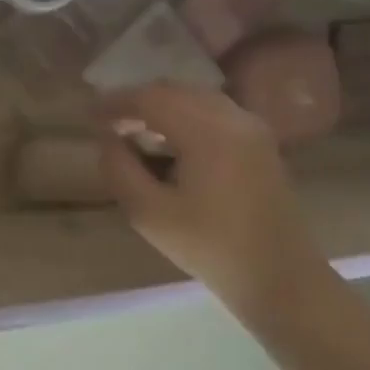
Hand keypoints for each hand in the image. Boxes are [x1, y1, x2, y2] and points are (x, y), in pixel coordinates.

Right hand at [97, 83, 334, 325]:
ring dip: (160, 107)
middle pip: (173, 90)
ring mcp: (252, 128)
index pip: (151, 98)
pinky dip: (184, 115)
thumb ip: (118, 168)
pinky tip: (169, 142)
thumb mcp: (147, 212)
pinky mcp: (260, 142)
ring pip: (194, 97)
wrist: (280, 278)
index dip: (115, 102)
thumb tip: (108, 138)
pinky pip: (213, 111)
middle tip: (108, 124)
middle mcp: (234, 119)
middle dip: (136, 101)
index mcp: (208, 133)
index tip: (89, 117)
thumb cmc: (209, 247)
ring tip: (135, 132)